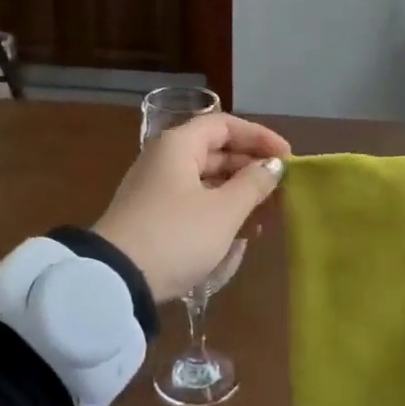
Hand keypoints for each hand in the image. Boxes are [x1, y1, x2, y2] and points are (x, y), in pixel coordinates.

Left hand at [94, 113, 291, 302]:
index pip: (225, 126)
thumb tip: (273, 165)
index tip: (288, 158)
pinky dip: (218, 213)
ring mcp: (156, 189)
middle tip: (281, 191)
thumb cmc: (176, 235)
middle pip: (216, 152)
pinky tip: (238, 236)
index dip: (260, 137)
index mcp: (179, 145)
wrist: (116, 280)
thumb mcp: (223, 211)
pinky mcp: (153, 217)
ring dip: (237, 196)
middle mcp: (165, 159)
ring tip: (264, 218)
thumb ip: (253, 184)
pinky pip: (193, 204)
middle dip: (251, 170)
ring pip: (206, 181)